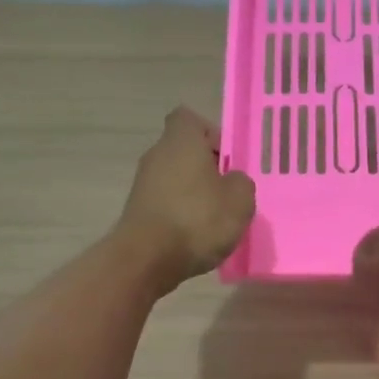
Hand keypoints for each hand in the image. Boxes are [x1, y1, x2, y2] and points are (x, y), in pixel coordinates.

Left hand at [114, 107, 255, 289]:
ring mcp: (143, 184)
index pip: (190, 119)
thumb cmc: (198, 219)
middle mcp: (157, 155)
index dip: (211, 134)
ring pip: (175, 178)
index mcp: (181, 141)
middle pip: (184, 151)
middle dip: (207, 169)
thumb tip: (232, 180)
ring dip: (194, 194)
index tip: (227, 159)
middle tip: (228, 193)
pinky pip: (166, 202)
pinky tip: (195, 236)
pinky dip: (180, 214)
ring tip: (215, 220)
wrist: (147, 259)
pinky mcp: (137, 211)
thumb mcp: (240, 199)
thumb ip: (241, 182)